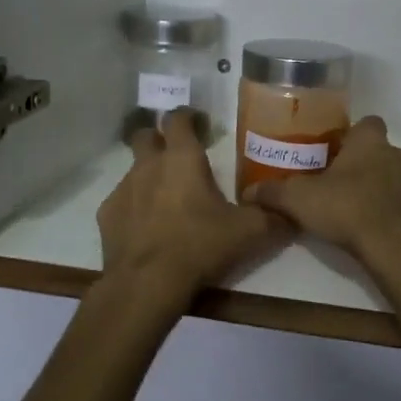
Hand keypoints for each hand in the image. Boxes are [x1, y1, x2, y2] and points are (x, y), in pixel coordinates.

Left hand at [96, 108, 289, 315]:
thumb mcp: (248, 233)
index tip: (200, 125)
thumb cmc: (199, 246)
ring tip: (166, 201)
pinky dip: (133, 208)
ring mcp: (123, 188)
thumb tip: (293, 214)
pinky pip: (121, 201)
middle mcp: (148, 164)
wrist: (146, 284)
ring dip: (148, 177)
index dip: (188, 116)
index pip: (178, 117)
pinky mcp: (106, 216)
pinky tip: (147, 230)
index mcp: (182, 157)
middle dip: (159, 139)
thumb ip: (273, 218)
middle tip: (178, 158)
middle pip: (146, 135)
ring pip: (134, 169)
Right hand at [243, 116, 400, 270]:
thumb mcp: (299, 199)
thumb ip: (273, 192)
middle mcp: (396, 154)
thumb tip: (247, 192)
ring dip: (378, 187)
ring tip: (352, 207)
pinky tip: (370, 227)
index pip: (367, 123)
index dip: (352, 135)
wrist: (393, 246)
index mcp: (370, 140)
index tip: (334, 151)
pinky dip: (389, 211)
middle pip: (379, 151)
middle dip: (361, 163)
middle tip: (336, 182)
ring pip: (393, 177)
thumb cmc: (347, 207)